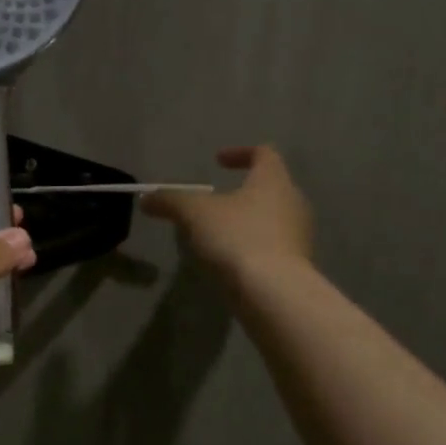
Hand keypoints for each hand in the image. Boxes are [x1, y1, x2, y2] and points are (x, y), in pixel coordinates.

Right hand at [141, 145, 312, 280]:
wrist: (274, 291)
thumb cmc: (236, 237)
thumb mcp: (193, 213)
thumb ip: (170, 200)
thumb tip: (146, 198)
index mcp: (273, 181)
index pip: (264, 153)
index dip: (240, 152)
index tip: (217, 161)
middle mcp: (293, 202)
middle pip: (270, 186)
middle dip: (241, 191)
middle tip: (213, 201)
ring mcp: (299, 235)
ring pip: (271, 218)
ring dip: (245, 220)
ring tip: (215, 233)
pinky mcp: (296, 264)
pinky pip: (272, 245)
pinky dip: (251, 245)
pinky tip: (228, 259)